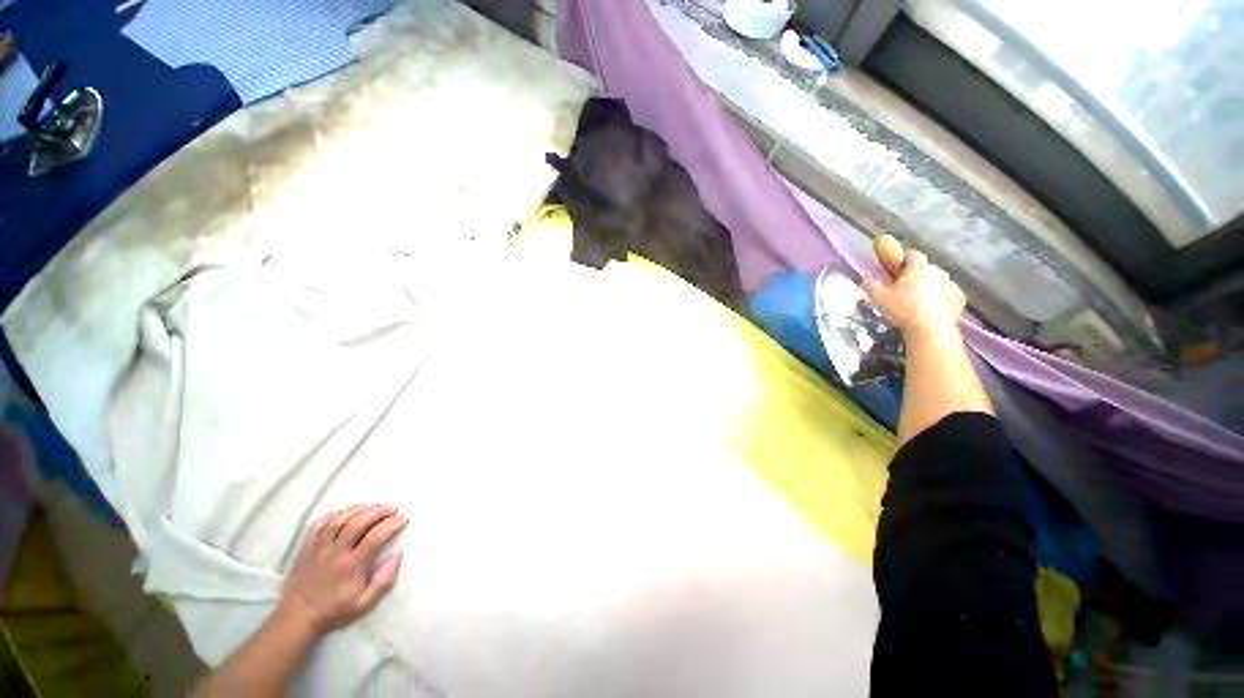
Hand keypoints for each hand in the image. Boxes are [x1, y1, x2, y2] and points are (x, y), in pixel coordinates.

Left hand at [276, 504, 406, 636]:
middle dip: (379, 511)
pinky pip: (321, 523)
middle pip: (358, 522)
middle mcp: (335, 552)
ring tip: (374, 507)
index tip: (404, 519)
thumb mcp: (364, 604)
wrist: (297, 618)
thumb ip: (384, 580)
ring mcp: (319, 548)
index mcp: (351, 566)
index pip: (375, 537)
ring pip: (340, 519)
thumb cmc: (334, 611)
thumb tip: (398, 555)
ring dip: (360, 509)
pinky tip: (347, 513)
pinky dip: (336, 514)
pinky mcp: (306, 547)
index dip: (392, 524)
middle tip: (393, 508)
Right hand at [862, 250, 965, 336]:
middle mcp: (938, 272)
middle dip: (916, 275)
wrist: (931, 330)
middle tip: (904, 288)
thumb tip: (867, 279)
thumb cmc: (903, 310)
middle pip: (926, 268)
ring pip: (938, 281)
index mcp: (918, 268)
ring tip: (918, 301)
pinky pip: (947, 294)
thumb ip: (871, 285)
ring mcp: (951, 284)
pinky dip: (940, 298)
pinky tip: (931, 310)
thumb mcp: (879, 299)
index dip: (904, 258)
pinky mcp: (960, 298)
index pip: (913, 254)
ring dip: (929, 287)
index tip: (896, 266)